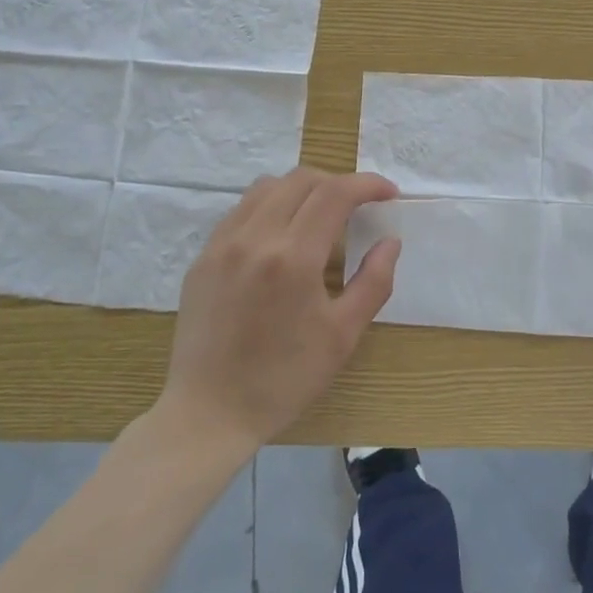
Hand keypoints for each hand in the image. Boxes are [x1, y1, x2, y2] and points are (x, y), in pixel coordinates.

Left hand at [157, 168, 400, 453]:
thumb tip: (390, 241)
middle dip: (337, 182)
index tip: (389, 192)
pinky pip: (241, 211)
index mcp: (293, 257)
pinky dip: (270, 206)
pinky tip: (281, 236)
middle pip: (300, 179)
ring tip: (320, 214)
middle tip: (358, 205)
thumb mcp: (342, 336)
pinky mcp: (202, 258)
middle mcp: (254, 238)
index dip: (367, 184)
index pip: (335, 194)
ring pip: (266, 187)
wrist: (209, 413)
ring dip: (301, 189)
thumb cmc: (284, 379)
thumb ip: (373, 281)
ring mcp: (222, 245)